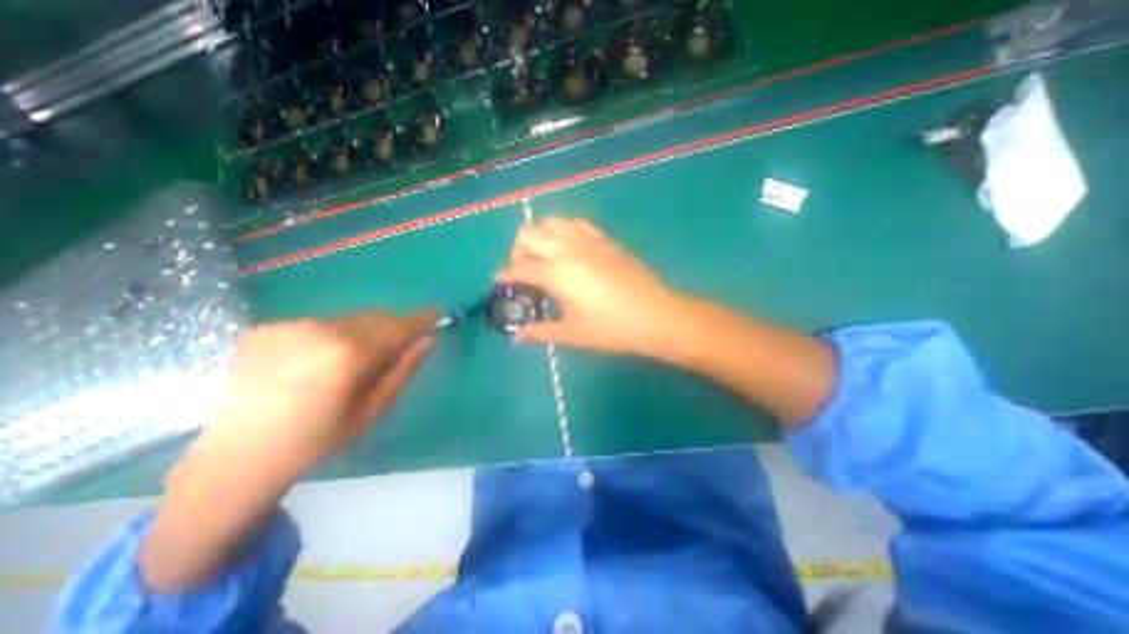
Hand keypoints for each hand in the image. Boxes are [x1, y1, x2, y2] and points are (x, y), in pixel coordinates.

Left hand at [191, 310, 436, 476]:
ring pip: (348, 320)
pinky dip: (334, 336)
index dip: (421, 319)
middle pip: (375, 318)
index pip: (398, 327)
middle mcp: (320, 329)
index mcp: (348, 353)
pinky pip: (319, 325)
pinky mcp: (267, 328)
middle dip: (394, 326)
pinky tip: (320, 361)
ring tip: (358, 359)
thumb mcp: (372, 410)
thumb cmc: (315, 440)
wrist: (233, 457)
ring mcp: (290, 326)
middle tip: (402, 342)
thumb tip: (428, 340)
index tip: (437, 313)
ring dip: (365, 331)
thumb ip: (403, 370)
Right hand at [499, 215, 683, 356]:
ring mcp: (588, 240)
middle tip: (523, 270)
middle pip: (529, 234)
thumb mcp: (573, 333)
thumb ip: (541, 332)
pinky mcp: (605, 239)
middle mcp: (567, 248)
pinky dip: (563, 230)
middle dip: (518, 250)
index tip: (498, 279)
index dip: (506, 274)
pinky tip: (568, 248)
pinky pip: (576, 223)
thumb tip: (517, 338)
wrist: (655, 315)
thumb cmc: (611, 328)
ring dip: (540, 235)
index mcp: (556, 272)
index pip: (520, 268)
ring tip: (544, 256)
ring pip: (552, 222)